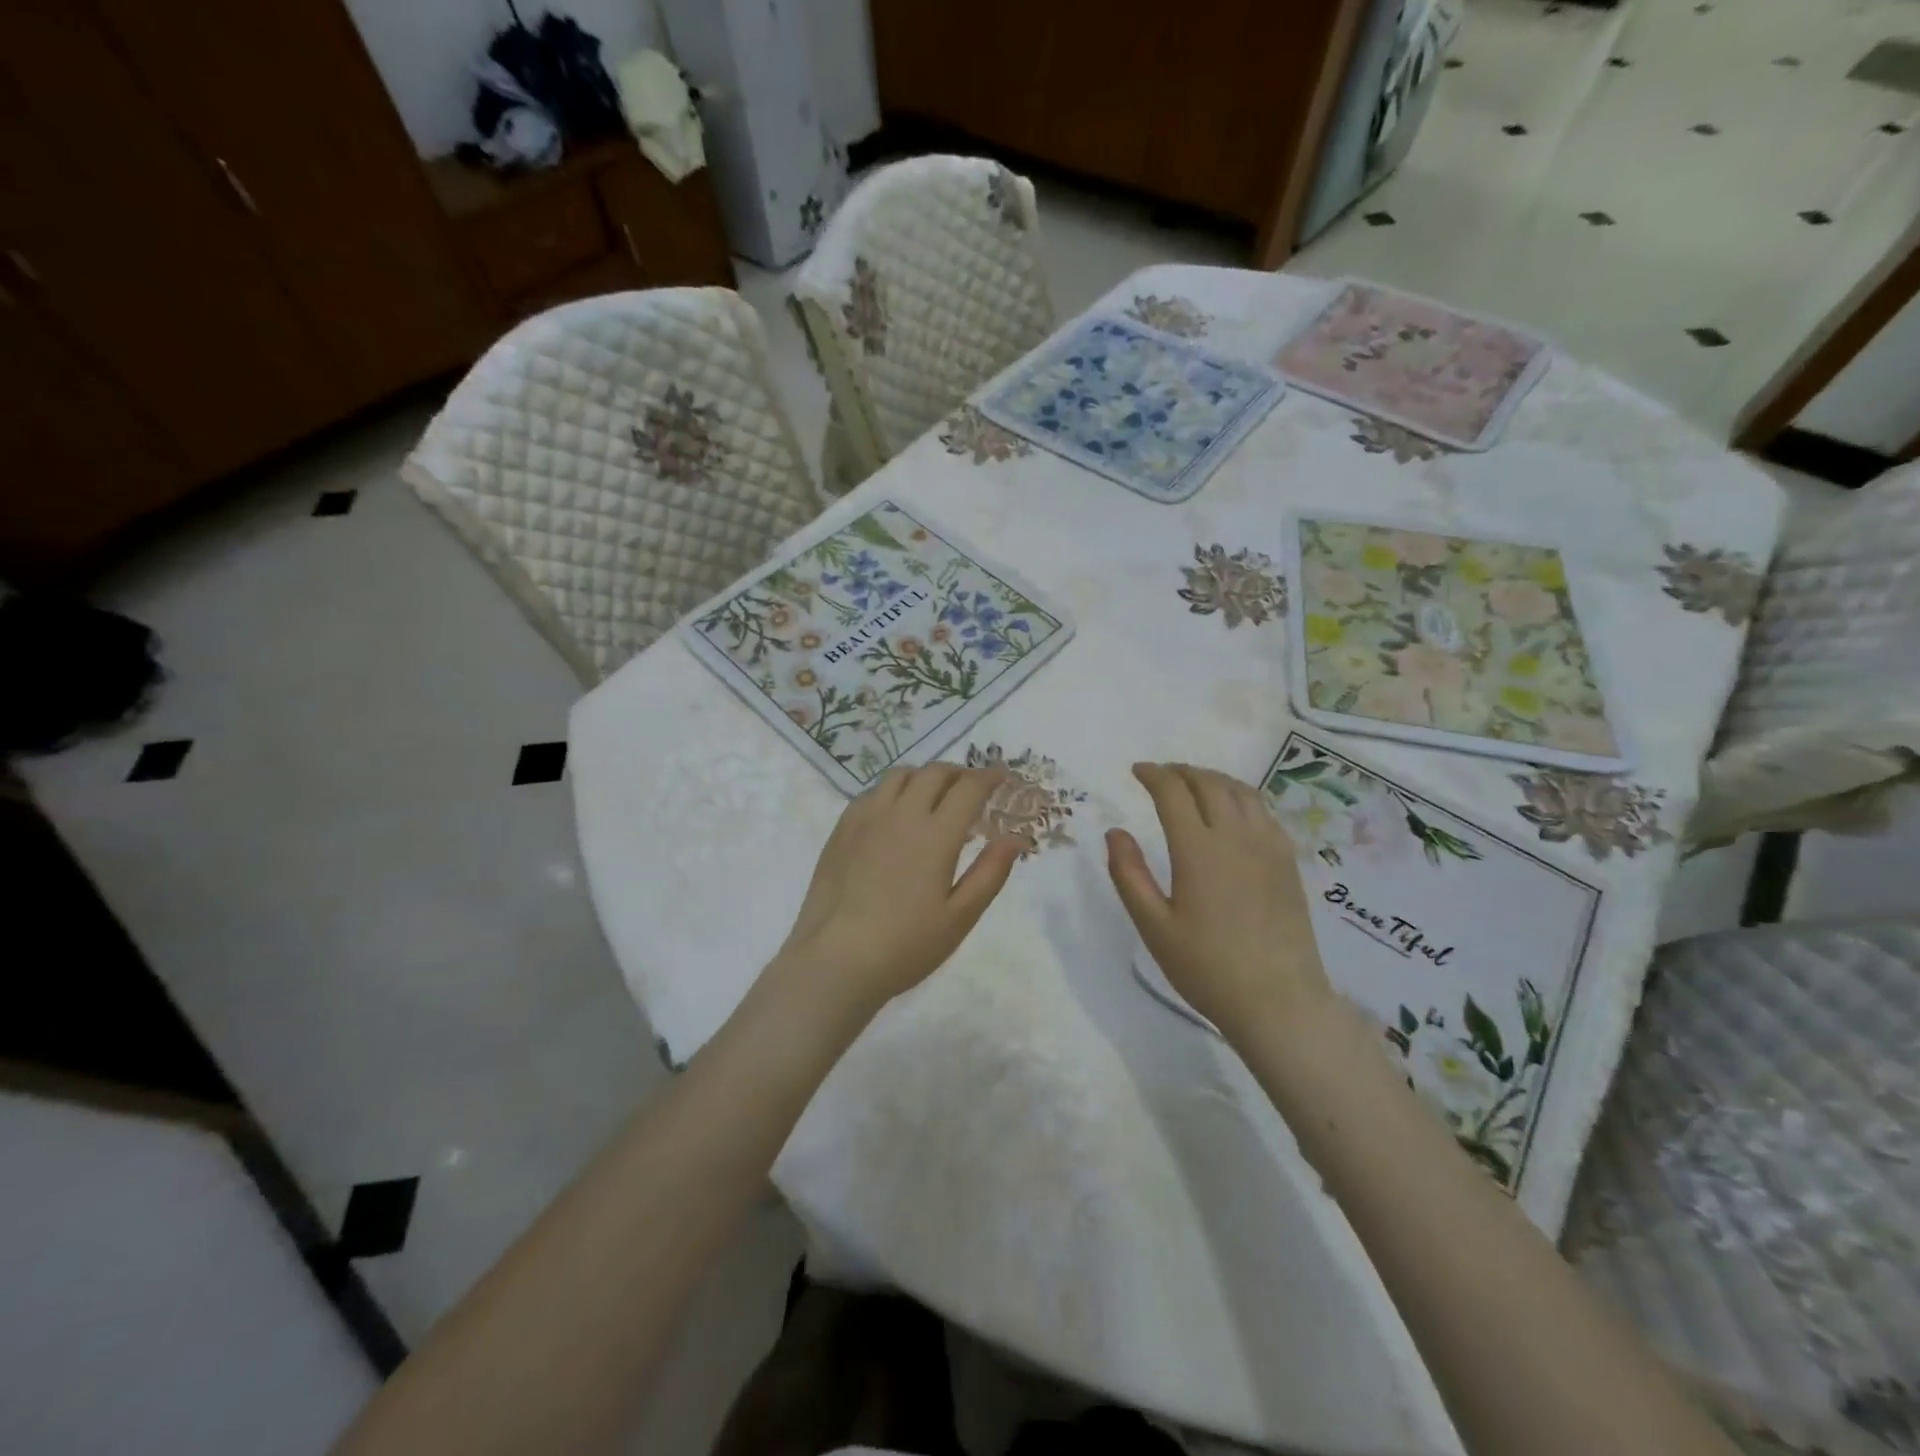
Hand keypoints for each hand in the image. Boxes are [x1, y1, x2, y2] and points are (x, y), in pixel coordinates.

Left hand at [772, 764, 1025, 1015]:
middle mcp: (901, 814)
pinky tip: (895, 814)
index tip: (1002, 777)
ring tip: (934, 796)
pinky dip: (893, 791)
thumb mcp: (960, 917)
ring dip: (924, 777)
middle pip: (934, 773)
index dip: (989, 777)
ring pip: (900, 775)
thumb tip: (1016, 838)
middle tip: (972, 789)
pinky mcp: (842, 829)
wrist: (835, 960)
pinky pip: (872, 792)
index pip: (968, 788)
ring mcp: (867, 818)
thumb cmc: (906, 945)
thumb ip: (990, 872)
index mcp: (936, 835)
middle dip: (959, 773)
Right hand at [1106, 763, 1333, 1040]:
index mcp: (1198, 850)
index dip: (1153, 775)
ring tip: (1194, 783)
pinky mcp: (1288, 861)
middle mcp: (1236, 837)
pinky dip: (1241, 796)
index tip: (1136, 770)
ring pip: (1241, 791)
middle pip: (1209, 783)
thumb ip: (1129, 875)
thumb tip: (1115, 832)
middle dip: (1181, 771)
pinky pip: (1264, 811)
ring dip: (1212, 778)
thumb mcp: (1154, 927)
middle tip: (1161, 774)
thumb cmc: (1207, 967)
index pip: (1173, 793)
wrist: (1278, 1001)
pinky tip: (1233, 810)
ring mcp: (1268, 846)